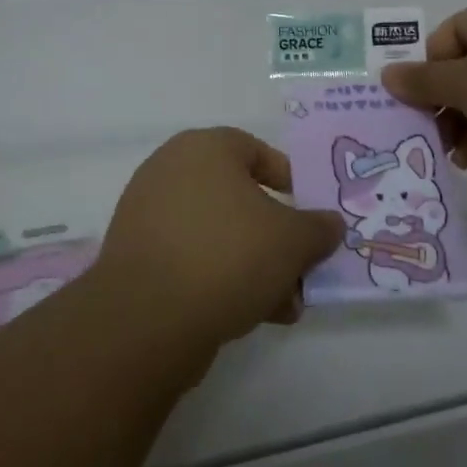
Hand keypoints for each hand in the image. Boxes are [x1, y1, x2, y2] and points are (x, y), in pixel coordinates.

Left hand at [93, 128, 343, 351]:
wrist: (147, 318)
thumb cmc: (228, 255)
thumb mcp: (292, 240)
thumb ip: (318, 228)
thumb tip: (330, 224)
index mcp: (204, 148)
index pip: (256, 151)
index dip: (290, 181)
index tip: (310, 214)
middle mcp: (170, 171)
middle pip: (239, 199)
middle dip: (276, 237)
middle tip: (301, 270)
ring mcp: (148, 214)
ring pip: (218, 234)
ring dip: (254, 266)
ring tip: (283, 306)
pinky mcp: (137, 256)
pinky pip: (191, 258)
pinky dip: (220, 279)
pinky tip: (249, 315)